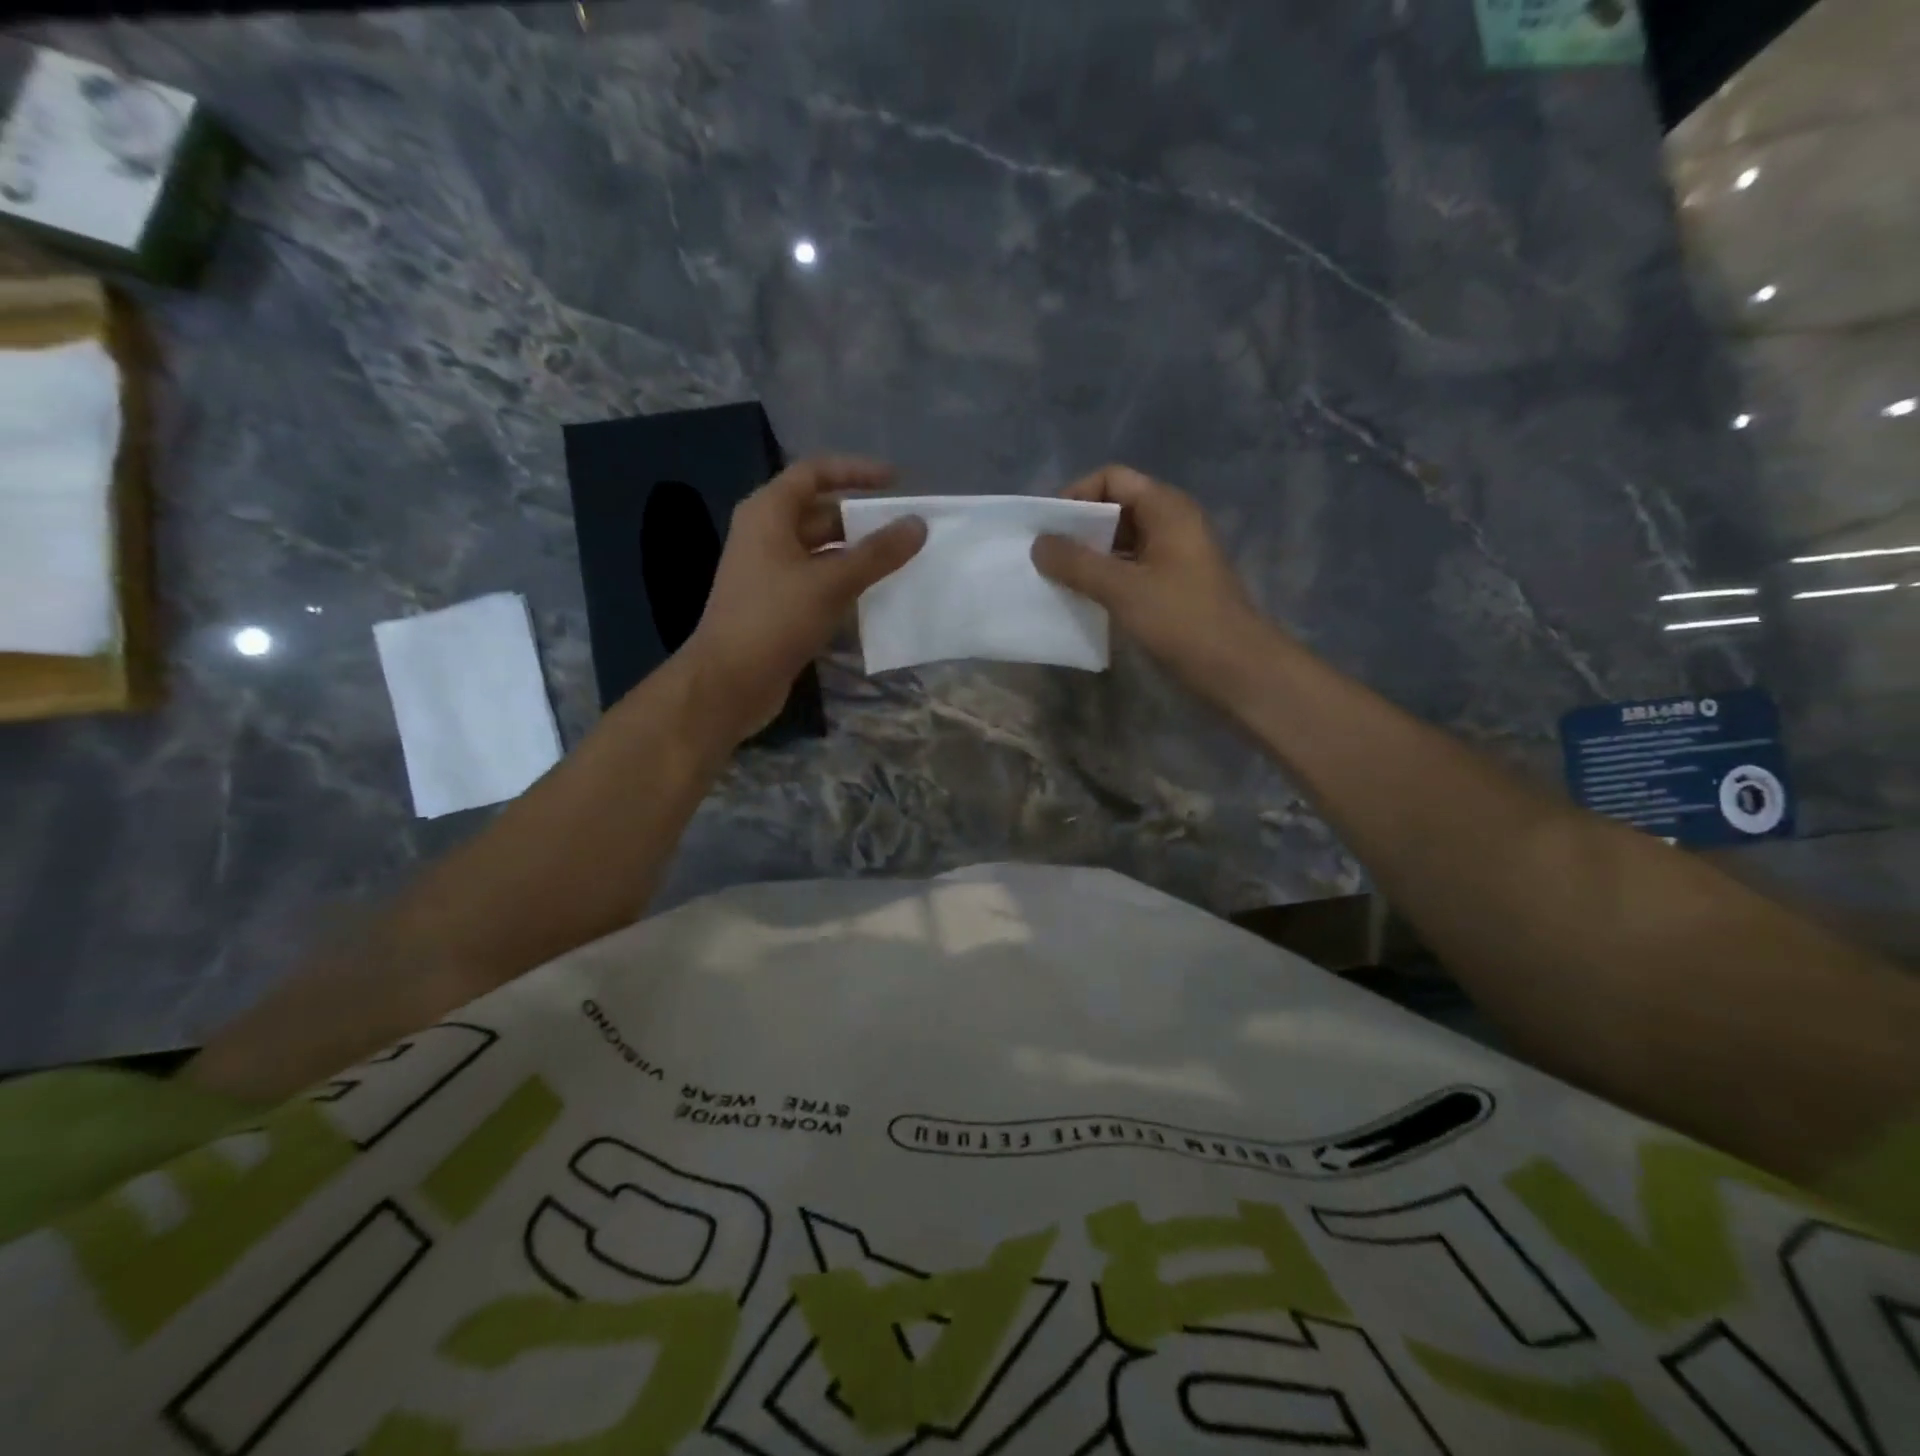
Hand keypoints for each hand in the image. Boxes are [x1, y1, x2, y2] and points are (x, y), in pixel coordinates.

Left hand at [682, 456, 925, 738]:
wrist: (730, 682)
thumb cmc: (775, 620)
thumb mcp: (831, 582)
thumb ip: (877, 553)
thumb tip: (918, 524)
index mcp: (768, 513)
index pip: (815, 473)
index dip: (856, 471)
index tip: (896, 482)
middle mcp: (765, 535)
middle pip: (820, 513)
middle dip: (862, 520)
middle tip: (906, 529)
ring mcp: (769, 572)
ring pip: (821, 551)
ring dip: (857, 555)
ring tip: (900, 562)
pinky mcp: (777, 604)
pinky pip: (817, 581)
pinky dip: (845, 582)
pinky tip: (875, 596)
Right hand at [1031, 465, 1273, 699]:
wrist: (1236, 669)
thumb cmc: (1181, 620)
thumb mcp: (1123, 589)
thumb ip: (1077, 563)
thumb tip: (1038, 544)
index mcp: (1167, 508)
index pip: (1112, 479)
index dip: (1076, 496)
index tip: (1047, 529)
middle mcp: (1171, 524)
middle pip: (1115, 509)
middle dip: (1078, 530)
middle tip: (1044, 557)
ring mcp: (1173, 557)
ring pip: (1120, 543)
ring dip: (1088, 558)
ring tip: (1055, 580)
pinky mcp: (1171, 587)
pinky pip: (1129, 570)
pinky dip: (1104, 579)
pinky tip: (1081, 600)